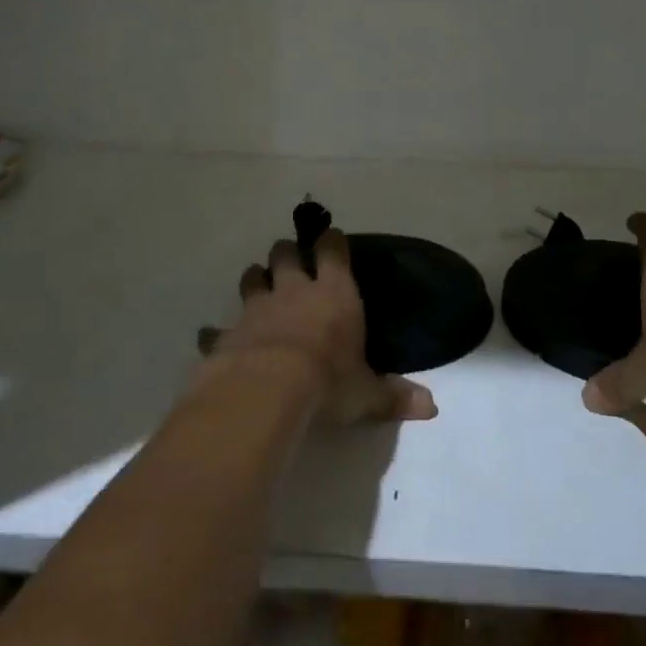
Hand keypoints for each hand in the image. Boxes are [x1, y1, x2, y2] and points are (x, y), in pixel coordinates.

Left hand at [214, 229, 438, 427]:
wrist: (266, 391)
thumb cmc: (327, 383)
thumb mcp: (366, 394)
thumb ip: (394, 397)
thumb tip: (431, 407)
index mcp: (333, 294)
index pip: (333, 251)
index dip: (332, 242)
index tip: (331, 238)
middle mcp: (293, 291)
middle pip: (285, 254)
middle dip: (287, 253)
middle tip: (290, 260)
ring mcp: (256, 308)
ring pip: (252, 278)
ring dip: (255, 280)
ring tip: (258, 284)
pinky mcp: (228, 333)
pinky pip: (217, 328)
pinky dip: (217, 333)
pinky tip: (214, 338)